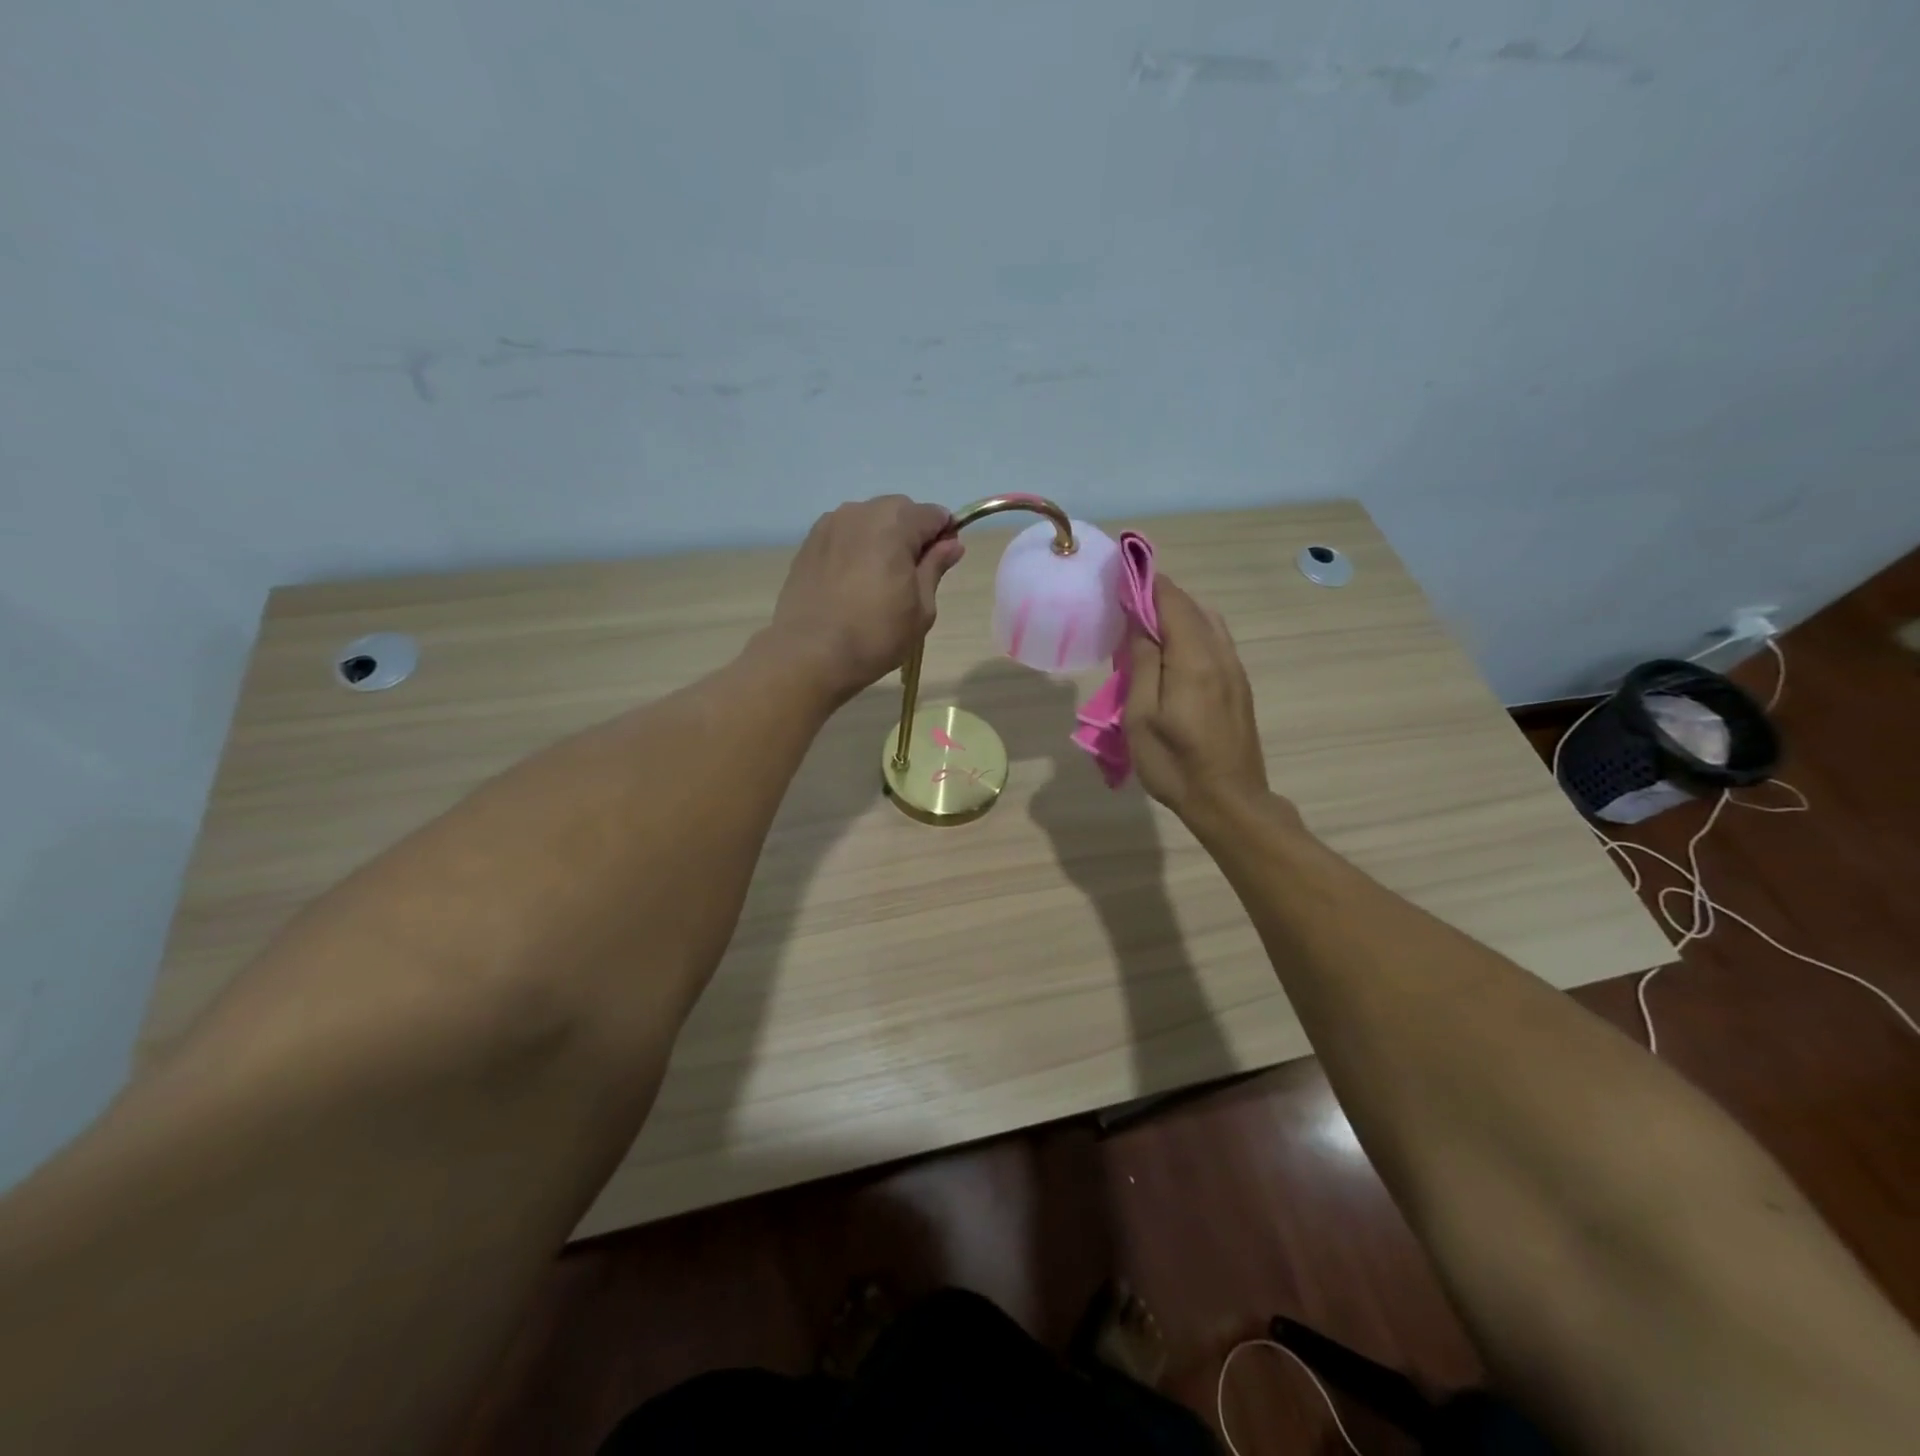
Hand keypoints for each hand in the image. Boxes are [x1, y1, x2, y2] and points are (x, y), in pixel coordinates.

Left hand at [768, 496, 964, 705]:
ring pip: (868, 520)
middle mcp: (861, 512)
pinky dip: (855, 548)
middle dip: (911, 534)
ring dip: (881, 539)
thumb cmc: (876, 634)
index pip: (934, 514)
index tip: (942, 564)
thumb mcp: (921, 608)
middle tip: (910, 577)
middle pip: (899, 510)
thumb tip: (951, 544)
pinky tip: (852, 581)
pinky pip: (844, 534)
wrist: (809, 653)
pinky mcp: (809, 543)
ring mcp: (830, 525)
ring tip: (877, 580)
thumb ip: (935, 567)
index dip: (944, 536)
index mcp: (895, 523)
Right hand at [1125, 577, 1281, 831]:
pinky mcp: (1238, 685)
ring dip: (1176, 614)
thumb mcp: (1141, 717)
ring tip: (1144, 627)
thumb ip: (1142, 663)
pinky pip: (1214, 641)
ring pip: (1207, 622)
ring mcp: (1234, 670)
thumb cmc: (1175, 764)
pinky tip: (1169, 652)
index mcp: (1195, 659)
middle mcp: (1220, 654)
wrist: (1229, 802)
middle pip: (1192, 606)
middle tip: (1125, 604)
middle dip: (1159, 596)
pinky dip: (1190, 632)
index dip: (1146, 583)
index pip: (1172, 601)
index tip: (1120, 576)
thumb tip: (1138, 622)